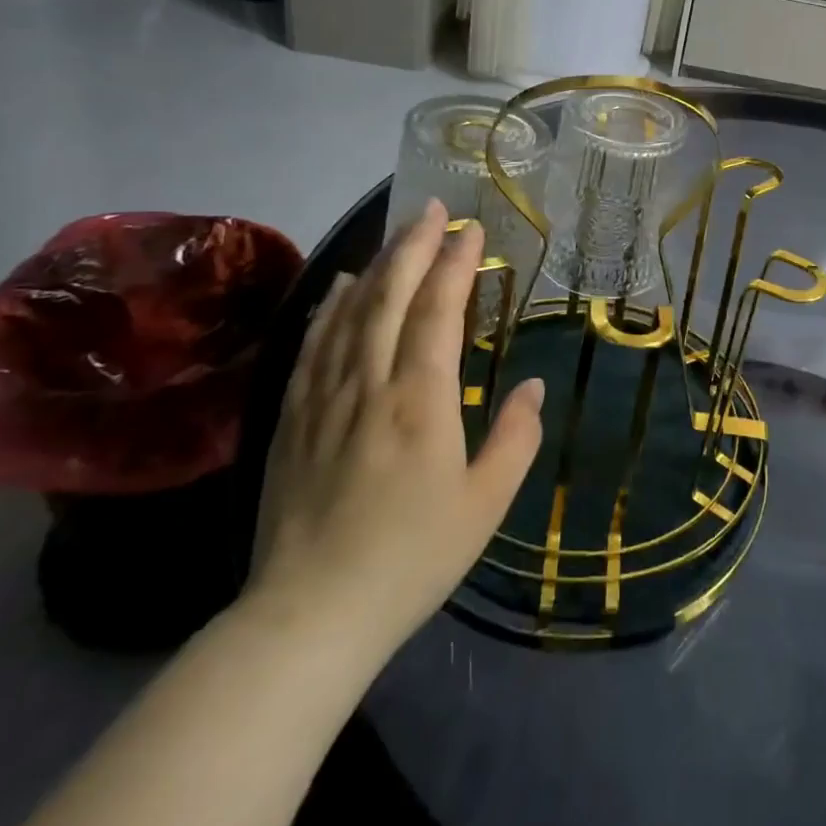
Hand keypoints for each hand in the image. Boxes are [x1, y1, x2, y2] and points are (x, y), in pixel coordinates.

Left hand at [246, 201, 543, 655]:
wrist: (308, 617)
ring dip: (376, 265)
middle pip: (389, 296)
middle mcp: (369, 385)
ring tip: (398, 234)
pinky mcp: (292, 418)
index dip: (455, 264)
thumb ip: (516, 438)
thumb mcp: (486, 505)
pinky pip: (313, 345)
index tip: (471, 230)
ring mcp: (323, 398)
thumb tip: (533, 388)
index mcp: (421, 401)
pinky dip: (329, 306)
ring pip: (349, 312)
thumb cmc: (411, 559)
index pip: (438, 310)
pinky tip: (338, 286)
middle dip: (414, 245)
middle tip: (434, 208)